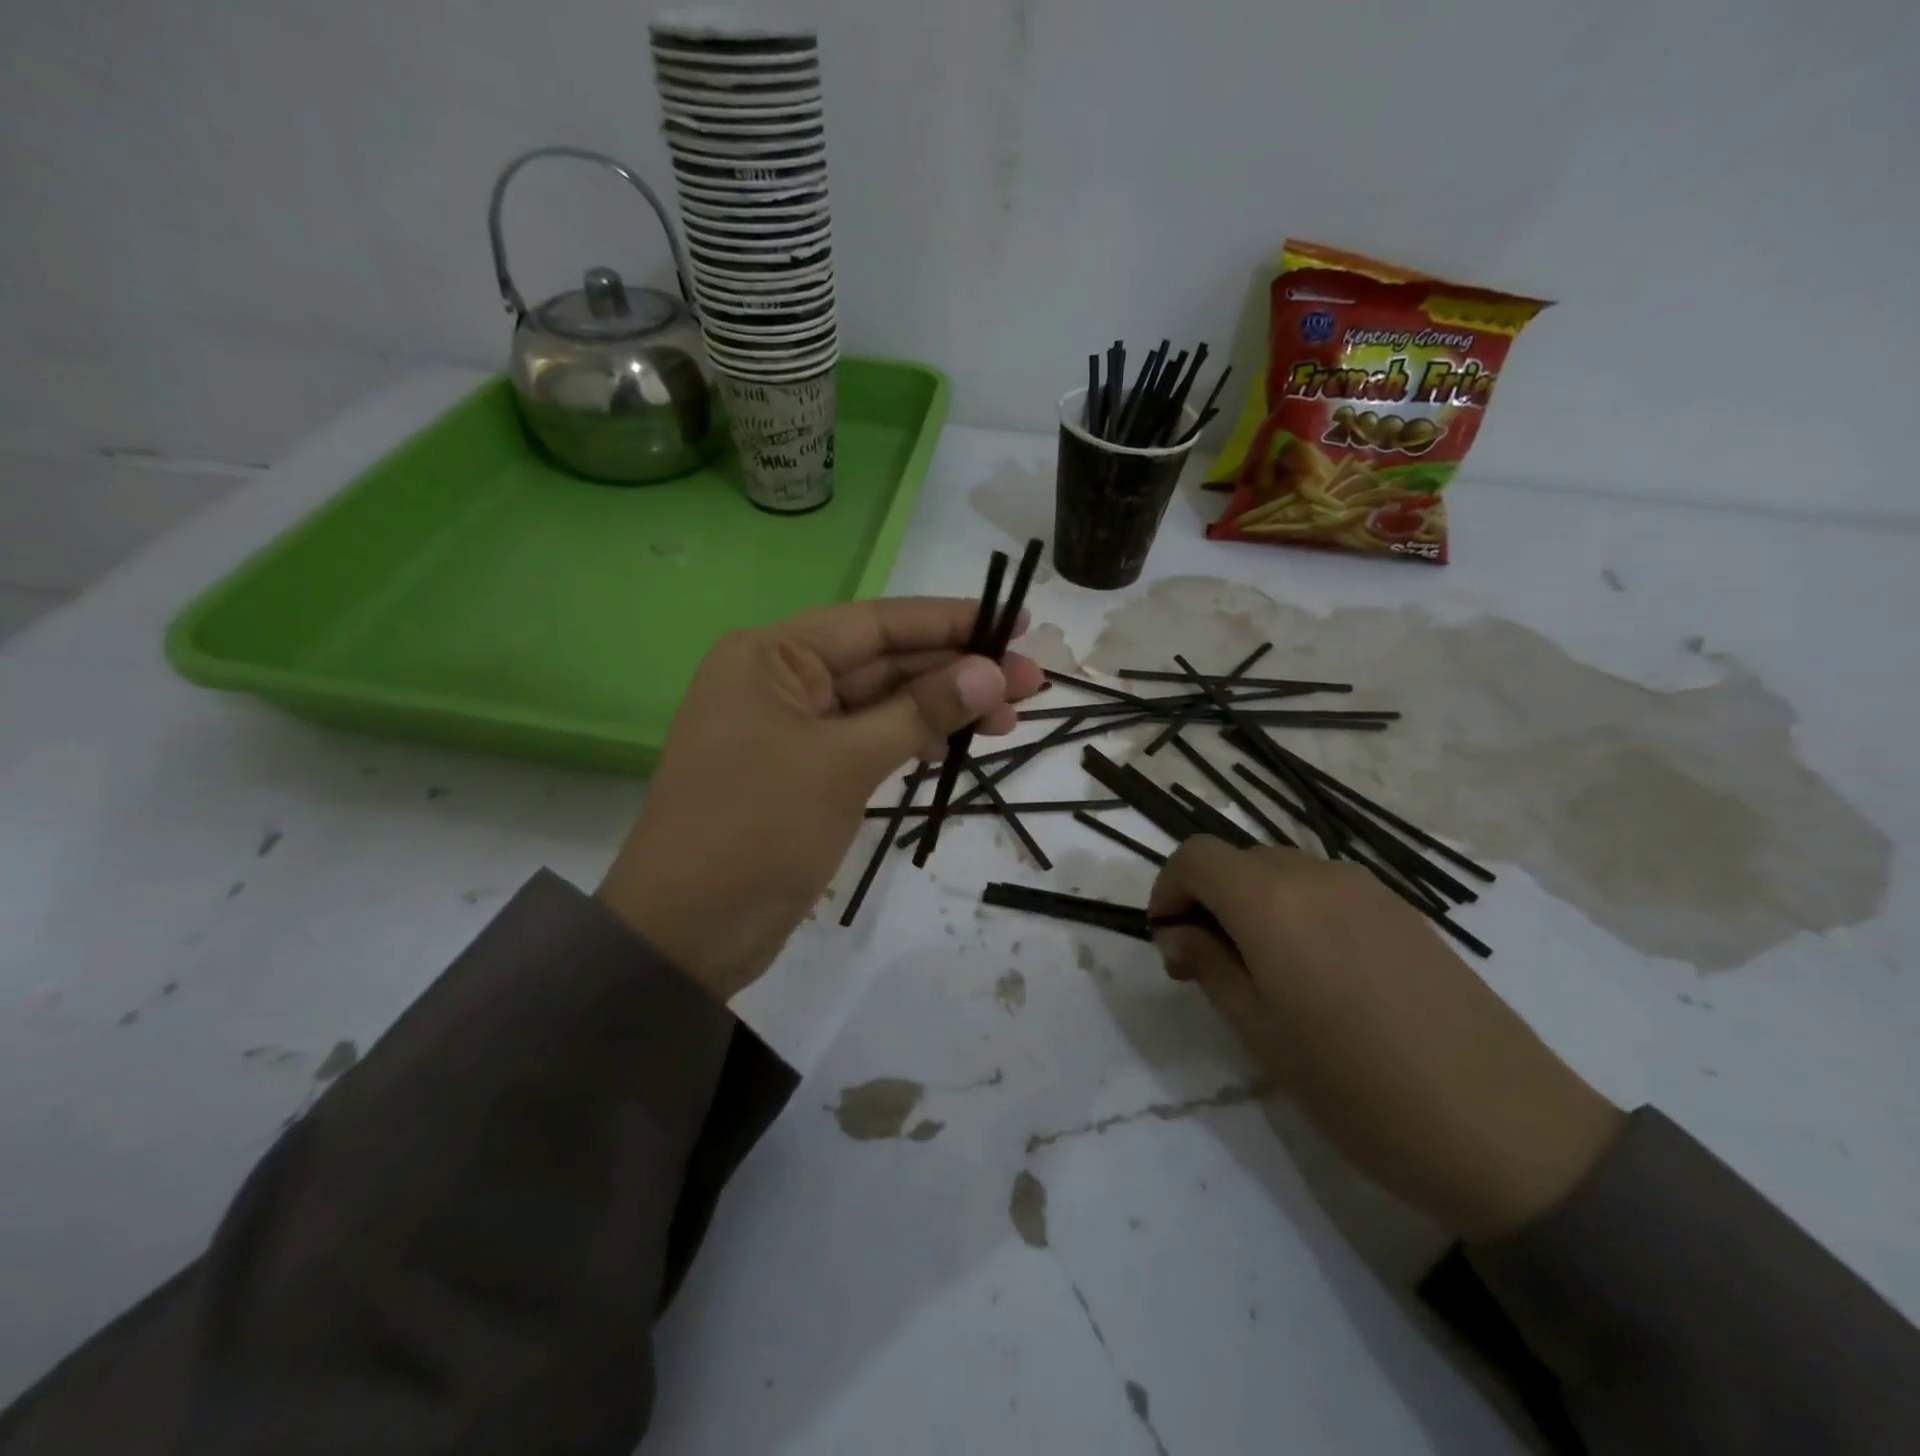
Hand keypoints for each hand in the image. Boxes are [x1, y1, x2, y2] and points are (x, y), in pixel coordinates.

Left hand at [598, 599, 1042, 1001]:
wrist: (685, 934)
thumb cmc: (756, 832)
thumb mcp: (844, 764)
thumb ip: (920, 713)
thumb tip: (993, 672)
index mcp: (772, 655)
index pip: (877, 622)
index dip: (951, 621)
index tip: (1018, 622)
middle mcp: (779, 679)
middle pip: (884, 662)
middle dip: (957, 670)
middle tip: (1032, 682)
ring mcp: (791, 728)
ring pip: (881, 704)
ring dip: (941, 708)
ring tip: (1010, 719)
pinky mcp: (803, 770)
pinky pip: (868, 740)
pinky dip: (912, 741)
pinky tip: (958, 744)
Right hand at [1149, 839, 1623, 1239]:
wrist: (1510, 1131)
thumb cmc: (1361, 1089)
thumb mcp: (1263, 1035)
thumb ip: (1210, 967)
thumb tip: (1177, 932)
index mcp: (1272, 901)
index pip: (1195, 857)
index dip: (1168, 889)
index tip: (1169, 942)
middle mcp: (1316, 875)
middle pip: (1238, 860)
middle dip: (1208, 899)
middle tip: (1208, 965)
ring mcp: (1367, 888)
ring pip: (1282, 873)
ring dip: (1252, 905)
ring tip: (1263, 973)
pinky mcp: (1403, 911)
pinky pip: (1326, 890)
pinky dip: (1297, 911)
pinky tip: (1319, 975)